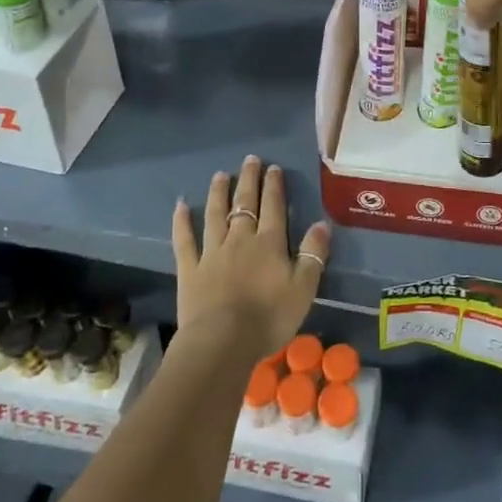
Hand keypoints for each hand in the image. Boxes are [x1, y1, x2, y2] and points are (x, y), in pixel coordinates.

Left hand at [172, 156, 330, 360]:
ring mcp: (212, 252)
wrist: (223, 341)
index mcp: (269, 243)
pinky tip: (180, 206)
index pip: (273, 207)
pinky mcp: (190, 269)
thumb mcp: (304, 288)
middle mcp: (240, 239)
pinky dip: (181, 222)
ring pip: (215, 215)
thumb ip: (313, 254)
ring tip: (220, 175)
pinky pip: (185, 240)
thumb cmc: (269, 317)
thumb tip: (321, 223)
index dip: (273, 186)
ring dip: (218, 193)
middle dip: (248, 180)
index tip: (273, 168)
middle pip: (245, 203)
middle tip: (250, 160)